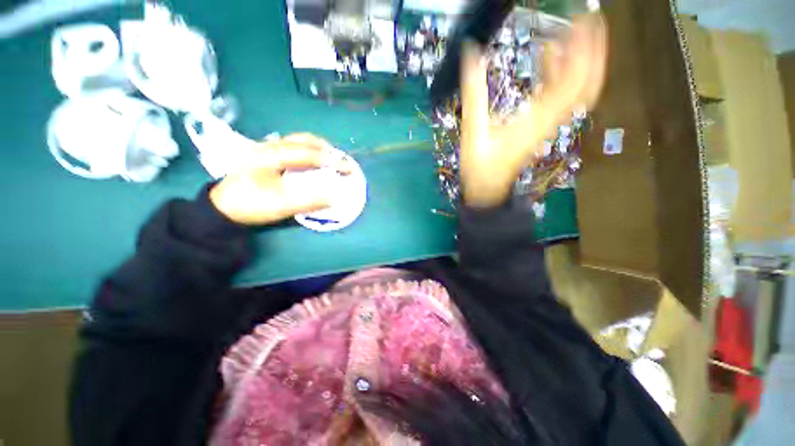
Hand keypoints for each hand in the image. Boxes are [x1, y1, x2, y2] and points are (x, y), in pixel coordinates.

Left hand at [210, 134, 350, 224]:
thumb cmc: (250, 204)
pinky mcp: (267, 156)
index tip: (348, 169)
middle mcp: (269, 146)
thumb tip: (334, 198)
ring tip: (332, 160)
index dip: (331, 160)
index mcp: (271, 155)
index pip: (308, 153)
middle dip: (327, 149)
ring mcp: (267, 149)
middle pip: (303, 140)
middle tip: (342, 162)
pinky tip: (314, 163)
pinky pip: (293, 148)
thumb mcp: (280, 206)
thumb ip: (309, 201)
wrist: (221, 208)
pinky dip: (309, 152)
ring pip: (298, 142)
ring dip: (318, 149)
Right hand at [460, 14, 607, 207]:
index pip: (572, 81)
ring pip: (577, 91)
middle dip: (593, 50)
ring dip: (581, 61)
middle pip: (585, 84)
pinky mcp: (542, 126)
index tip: (584, 20)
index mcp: (536, 119)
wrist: (487, 188)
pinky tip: (551, 60)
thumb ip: (474, 93)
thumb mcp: (474, 131)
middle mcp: (550, 119)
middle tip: (589, 19)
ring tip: (573, 32)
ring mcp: (548, 124)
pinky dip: (562, 76)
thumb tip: (471, 53)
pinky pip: (562, 98)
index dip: (583, 49)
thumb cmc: (480, 166)